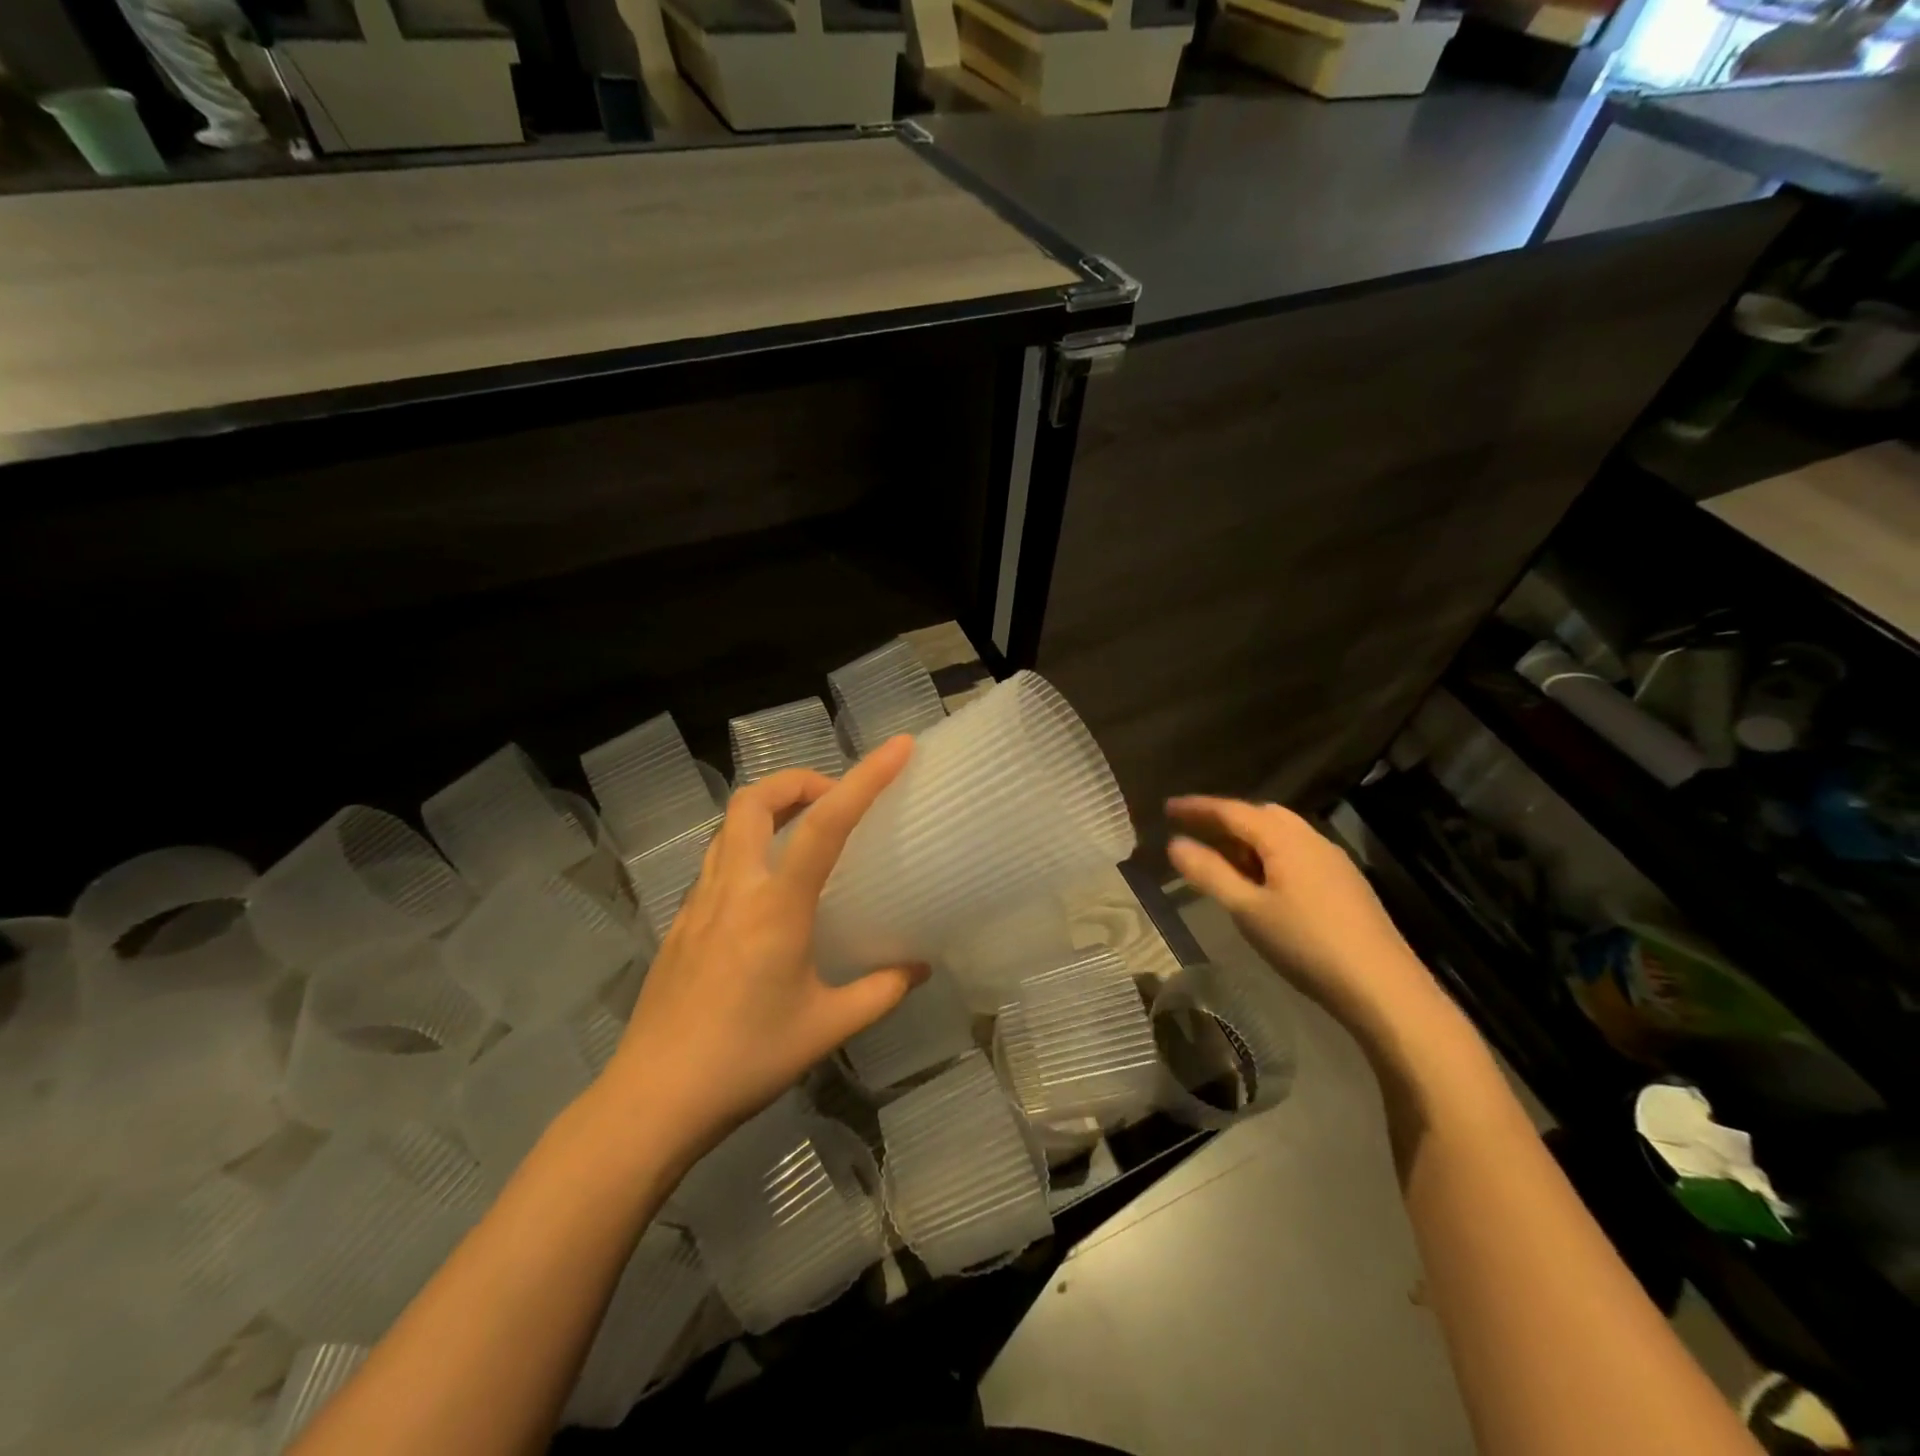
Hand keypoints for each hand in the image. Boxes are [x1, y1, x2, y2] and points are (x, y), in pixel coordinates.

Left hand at [601, 737, 926, 1166]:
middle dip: (797, 781)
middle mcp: (734, 889)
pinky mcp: (678, 924)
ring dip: (767, 812)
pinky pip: (715, 863)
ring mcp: (698, 904)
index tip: (897, 748)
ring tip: (802, 835)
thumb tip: (919, 968)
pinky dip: (746, 849)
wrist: (651, 1101)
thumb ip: (880, 992)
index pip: (826, 824)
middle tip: (832, 800)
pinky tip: (764, 894)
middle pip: (754, 801)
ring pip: (727, 827)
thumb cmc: (745, 1060)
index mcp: (776, 907)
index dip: (865, 778)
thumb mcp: (826, 1028)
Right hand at [1165, 796, 1446, 1042]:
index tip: (1167, 807)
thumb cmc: (1307, 944)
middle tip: (1194, 832)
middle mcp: (1311, 838)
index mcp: (1284, 838)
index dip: (1197, 808)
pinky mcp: (1345, 883)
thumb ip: (1209, 873)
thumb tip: (1175, 844)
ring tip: (1223, 859)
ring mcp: (1333, 860)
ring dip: (1249, 838)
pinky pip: (1298, 852)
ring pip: (1282, 834)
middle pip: (1261, 815)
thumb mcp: (1248, 910)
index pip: (1232, 810)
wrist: (1384, 988)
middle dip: (1225, 819)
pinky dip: (1270, 855)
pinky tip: (1263, 883)